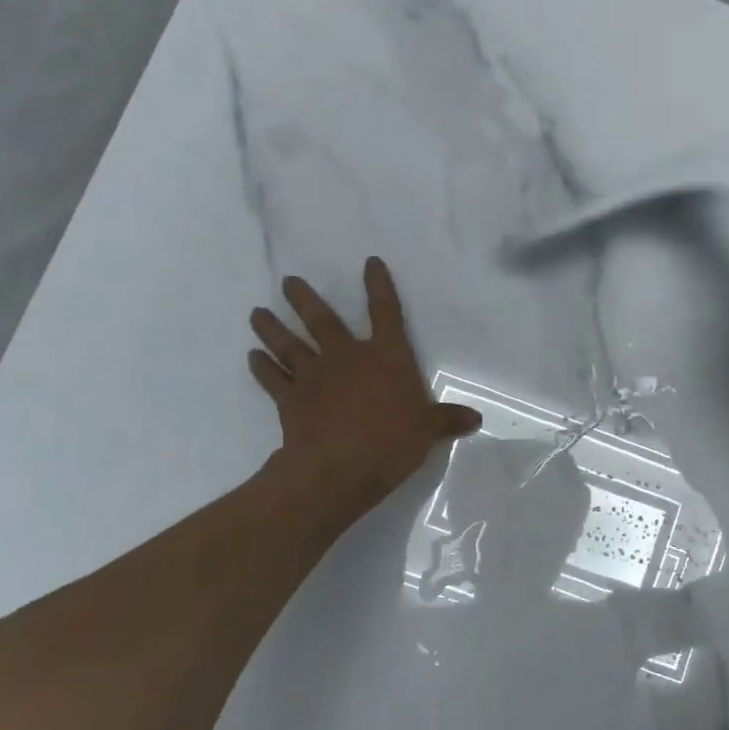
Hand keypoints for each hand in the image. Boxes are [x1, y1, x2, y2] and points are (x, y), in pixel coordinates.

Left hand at [249, 259, 481, 516]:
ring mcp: (314, 376)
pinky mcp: (291, 400)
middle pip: (322, 320)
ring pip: (289, 344)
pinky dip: (262, 368)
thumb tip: (475, 419)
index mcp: (386, 357)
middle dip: (304, 299)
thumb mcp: (428, 431)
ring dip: (272, 328)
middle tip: (288, 281)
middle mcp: (347, 357)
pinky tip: (253, 358)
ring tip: (258, 313)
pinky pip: (273, 379)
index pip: (385, 313)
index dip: (379, 286)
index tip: (370, 263)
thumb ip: (447, 420)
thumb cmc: (392, 442)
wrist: (340, 467)